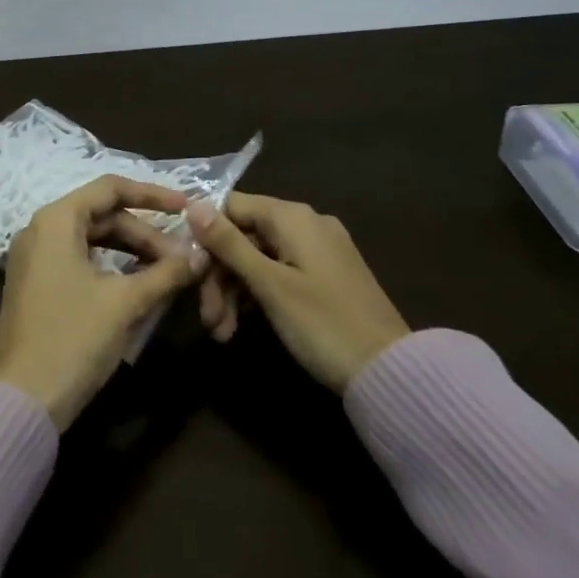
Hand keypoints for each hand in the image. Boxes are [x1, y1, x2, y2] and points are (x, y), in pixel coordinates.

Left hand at [0, 175, 208, 429]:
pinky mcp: (36, 284)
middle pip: (102, 215)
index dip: (152, 194)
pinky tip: (138, 284)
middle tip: (182, 258)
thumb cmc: (73, 339)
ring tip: (167, 271)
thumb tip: (200, 255)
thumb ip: (165, 273)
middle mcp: (40, 229)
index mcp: (56, 220)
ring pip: (92, 239)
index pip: (110, 188)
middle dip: (145, 233)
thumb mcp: (125, 303)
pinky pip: (79, 260)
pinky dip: (111, 266)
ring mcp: (35, 258)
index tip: (186, 207)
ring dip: (131, 251)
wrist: (22, 400)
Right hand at [186, 192, 409, 391]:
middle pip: (243, 235)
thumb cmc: (323, 325)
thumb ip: (229, 244)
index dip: (204, 234)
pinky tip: (241, 326)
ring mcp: (318, 250)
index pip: (231, 206)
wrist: (391, 373)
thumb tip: (192, 204)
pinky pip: (279, 272)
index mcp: (293, 217)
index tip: (187, 269)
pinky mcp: (325, 275)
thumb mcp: (269, 285)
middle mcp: (306, 223)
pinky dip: (257, 295)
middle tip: (207, 318)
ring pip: (259, 258)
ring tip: (221, 333)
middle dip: (219, 275)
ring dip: (233, 291)